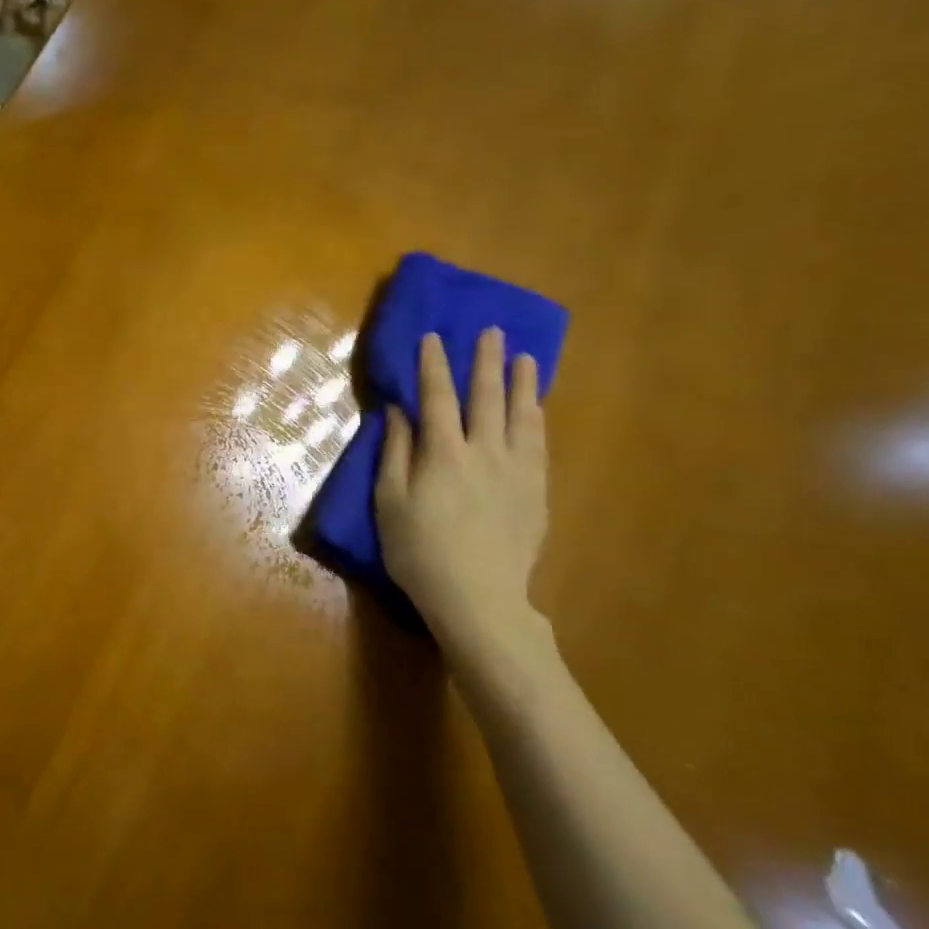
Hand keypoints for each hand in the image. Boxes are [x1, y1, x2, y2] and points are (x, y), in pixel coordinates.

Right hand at [376, 329, 553, 662]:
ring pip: (522, 416)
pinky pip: (539, 444)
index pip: (437, 397)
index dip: (433, 365)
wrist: (477, 597)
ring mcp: (516, 471)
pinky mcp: (536, 492)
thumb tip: (399, 413)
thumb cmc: (419, 551)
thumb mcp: (389, 503)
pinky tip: (537, 409)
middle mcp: (484, 452)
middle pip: (485, 397)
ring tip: (526, 358)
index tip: (433, 337)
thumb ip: (395, 454)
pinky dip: (536, 419)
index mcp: (443, 453)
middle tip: (492, 332)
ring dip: (522, 384)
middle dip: (486, 361)